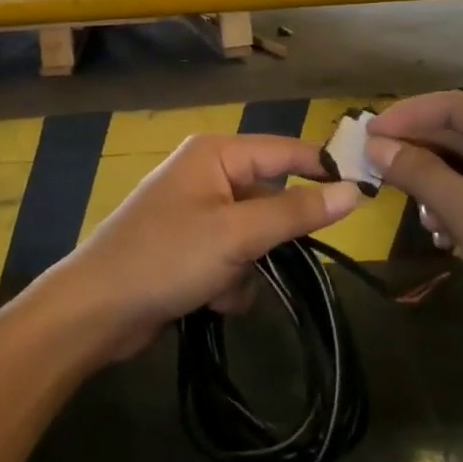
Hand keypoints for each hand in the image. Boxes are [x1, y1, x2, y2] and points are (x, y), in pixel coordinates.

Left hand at [48, 134, 360, 360]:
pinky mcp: (191, 248)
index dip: (324, 168)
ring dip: (248, 267)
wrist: (96, 311)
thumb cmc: (166, 257)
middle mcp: (207, 174)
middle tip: (267, 258)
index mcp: (215, 154)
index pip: (285, 151)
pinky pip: (234, 258)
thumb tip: (353, 191)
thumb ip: (295, 212)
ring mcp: (198, 212)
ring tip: (221, 284)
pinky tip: (207, 299)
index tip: (366, 192)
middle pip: (270, 199)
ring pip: (256, 236)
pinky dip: (229, 282)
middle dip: (271, 238)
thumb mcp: (236, 233)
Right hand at [366, 92, 462, 382]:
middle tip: (372, 170)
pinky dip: (458, 205)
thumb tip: (375, 145)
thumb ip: (420, 174)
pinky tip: (443, 235)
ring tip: (417, 214)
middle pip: (459, 132)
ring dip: (436, 184)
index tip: (362, 135)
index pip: (451, 106)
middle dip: (416, 152)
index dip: (403, 117)